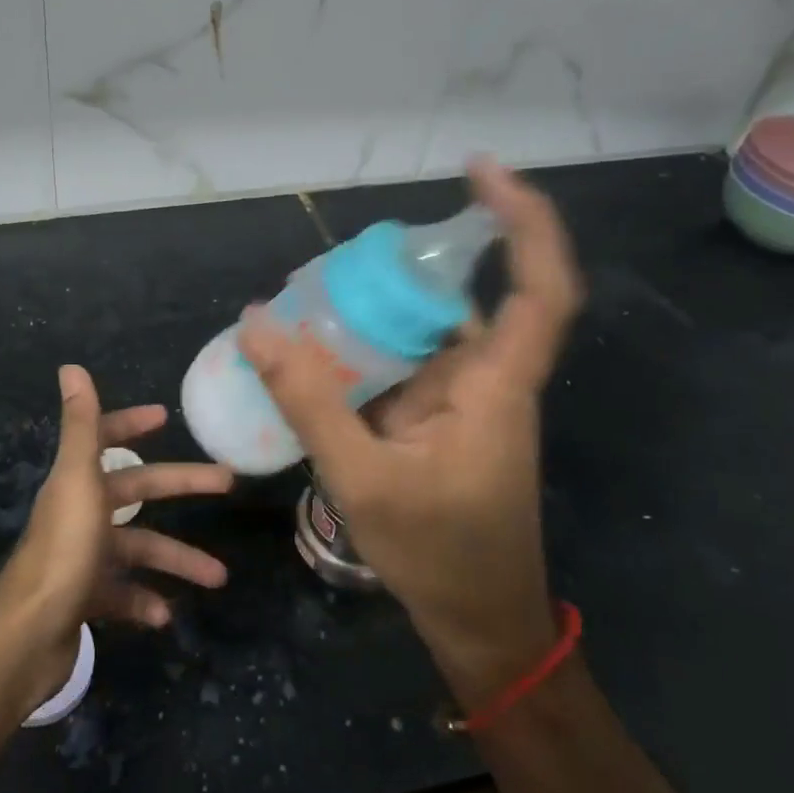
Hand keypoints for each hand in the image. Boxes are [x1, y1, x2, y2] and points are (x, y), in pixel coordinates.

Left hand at [0, 366, 231, 701]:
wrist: (28, 636)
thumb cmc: (63, 550)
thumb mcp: (78, 481)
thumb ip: (80, 426)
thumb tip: (70, 366)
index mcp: (77, 482)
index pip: (104, 440)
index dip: (130, 424)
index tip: (164, 417)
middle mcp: (79, 514)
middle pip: (136, 493)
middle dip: (182, 487)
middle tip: (227, 484)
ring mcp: (81, 557)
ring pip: (138, 550)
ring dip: (176, 560)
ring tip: (217, 577)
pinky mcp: (84, 598)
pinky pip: (123, 594)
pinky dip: (145, 601)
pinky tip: (164, 615)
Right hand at [238, 160, 583, 707]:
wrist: (477, 622)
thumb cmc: (438, 554)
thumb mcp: (361, 476)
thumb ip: (308, 399)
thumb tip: (255, 323)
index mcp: (496, 387)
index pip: (538, 288)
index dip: (523, 221)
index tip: (480, 171)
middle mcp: (488, 379)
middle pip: (459, 296)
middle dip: (402, 268)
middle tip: (326, 266)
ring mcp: (464, 399)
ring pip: (424, 330)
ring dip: (374, 311)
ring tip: (304, 301)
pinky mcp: (441, 418)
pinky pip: (403, 363)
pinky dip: (365, 349)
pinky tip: (315, 349)